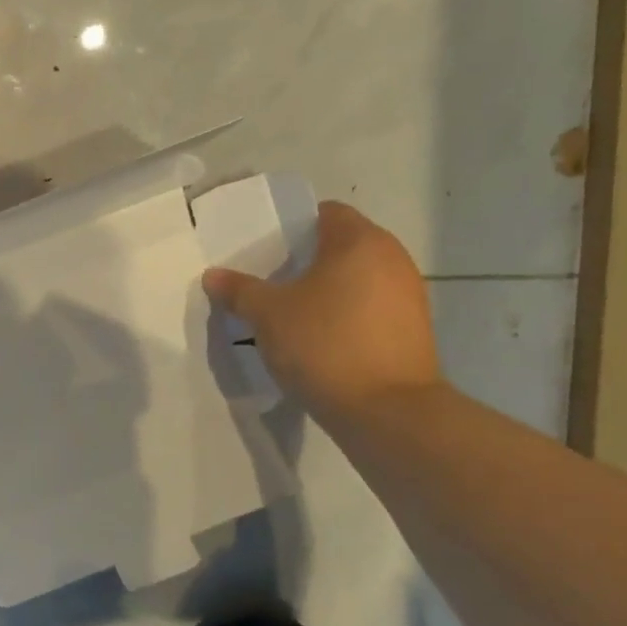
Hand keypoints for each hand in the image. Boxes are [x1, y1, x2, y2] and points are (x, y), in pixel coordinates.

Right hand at [203, 201, 443, 422]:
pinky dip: (347, 316)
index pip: (325, 213)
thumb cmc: (325, 344)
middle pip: (343, 246)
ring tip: (292, 314)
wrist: (387, 412)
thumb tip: (212, 275)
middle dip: (307, 261)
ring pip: (358, 280)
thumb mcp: (268, 315)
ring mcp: (410, 296)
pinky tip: (320, 341)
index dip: (293, 228)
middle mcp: (393, 259)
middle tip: (271, 282)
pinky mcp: (414, 331)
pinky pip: (371, 309)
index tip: (267, 251)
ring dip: (328, 291)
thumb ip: (239, 290)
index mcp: (360, 241)